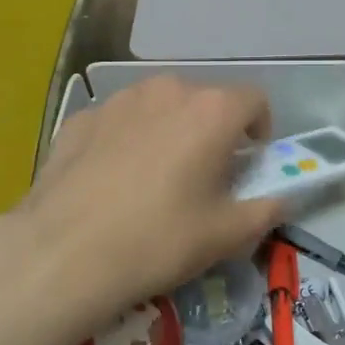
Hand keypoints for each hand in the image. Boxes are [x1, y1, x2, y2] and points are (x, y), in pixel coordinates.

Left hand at [12, 75, 285, 320]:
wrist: (64, 254)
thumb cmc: (159, 240)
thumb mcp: (225, 235)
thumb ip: (265, 210)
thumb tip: (280, 199)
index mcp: (211, 111)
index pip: (254, 100)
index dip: (260, 129)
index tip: (249, 162)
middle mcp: (167, 90)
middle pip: (205, 100)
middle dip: (213, 130)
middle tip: (204, 174)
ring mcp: (118, 100)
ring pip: (159, 106)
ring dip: (169, 130)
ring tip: (155, 176)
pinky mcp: (80, 118)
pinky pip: (119, 121)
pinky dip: (127, 139)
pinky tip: (113, 180)